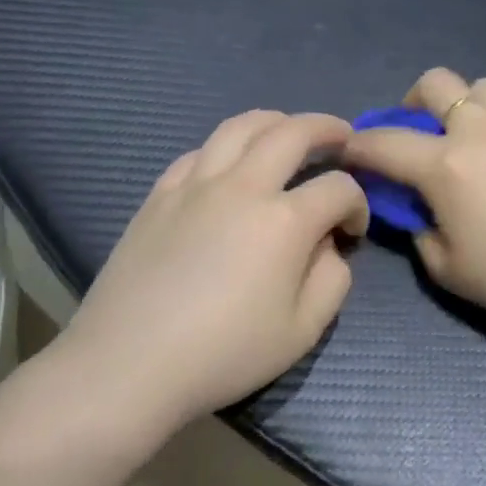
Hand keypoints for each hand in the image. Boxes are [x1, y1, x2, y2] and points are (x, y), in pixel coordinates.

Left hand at [46, 111, 368, 434]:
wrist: (128, 365)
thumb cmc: (224, 354)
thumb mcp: (303, 332)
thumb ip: (333, 280)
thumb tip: (326, 245)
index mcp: (285, 221)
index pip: (338, 187)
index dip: (358, 202)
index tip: (353, 229)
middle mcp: (243, 187)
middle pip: (293, 132)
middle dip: (327, 129)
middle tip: (343, 137)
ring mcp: (195, 184)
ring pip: (241, 126)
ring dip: (276, 121)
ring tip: (289, 130)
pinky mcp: (159, 194)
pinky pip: (199, 151)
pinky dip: (226, 146)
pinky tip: (230, 164)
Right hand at [340, 68, 485, 329]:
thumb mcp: (444, 266)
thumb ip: (418, 226)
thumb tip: (418, 204)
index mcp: (447, 166)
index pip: (385, 142)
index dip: (360, 145)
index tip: (354, 152)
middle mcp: (482, 130)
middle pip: (437, 83)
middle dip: (415, 102)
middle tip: (422, 132)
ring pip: (483, 88)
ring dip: (467, 107)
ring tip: (477, 139)